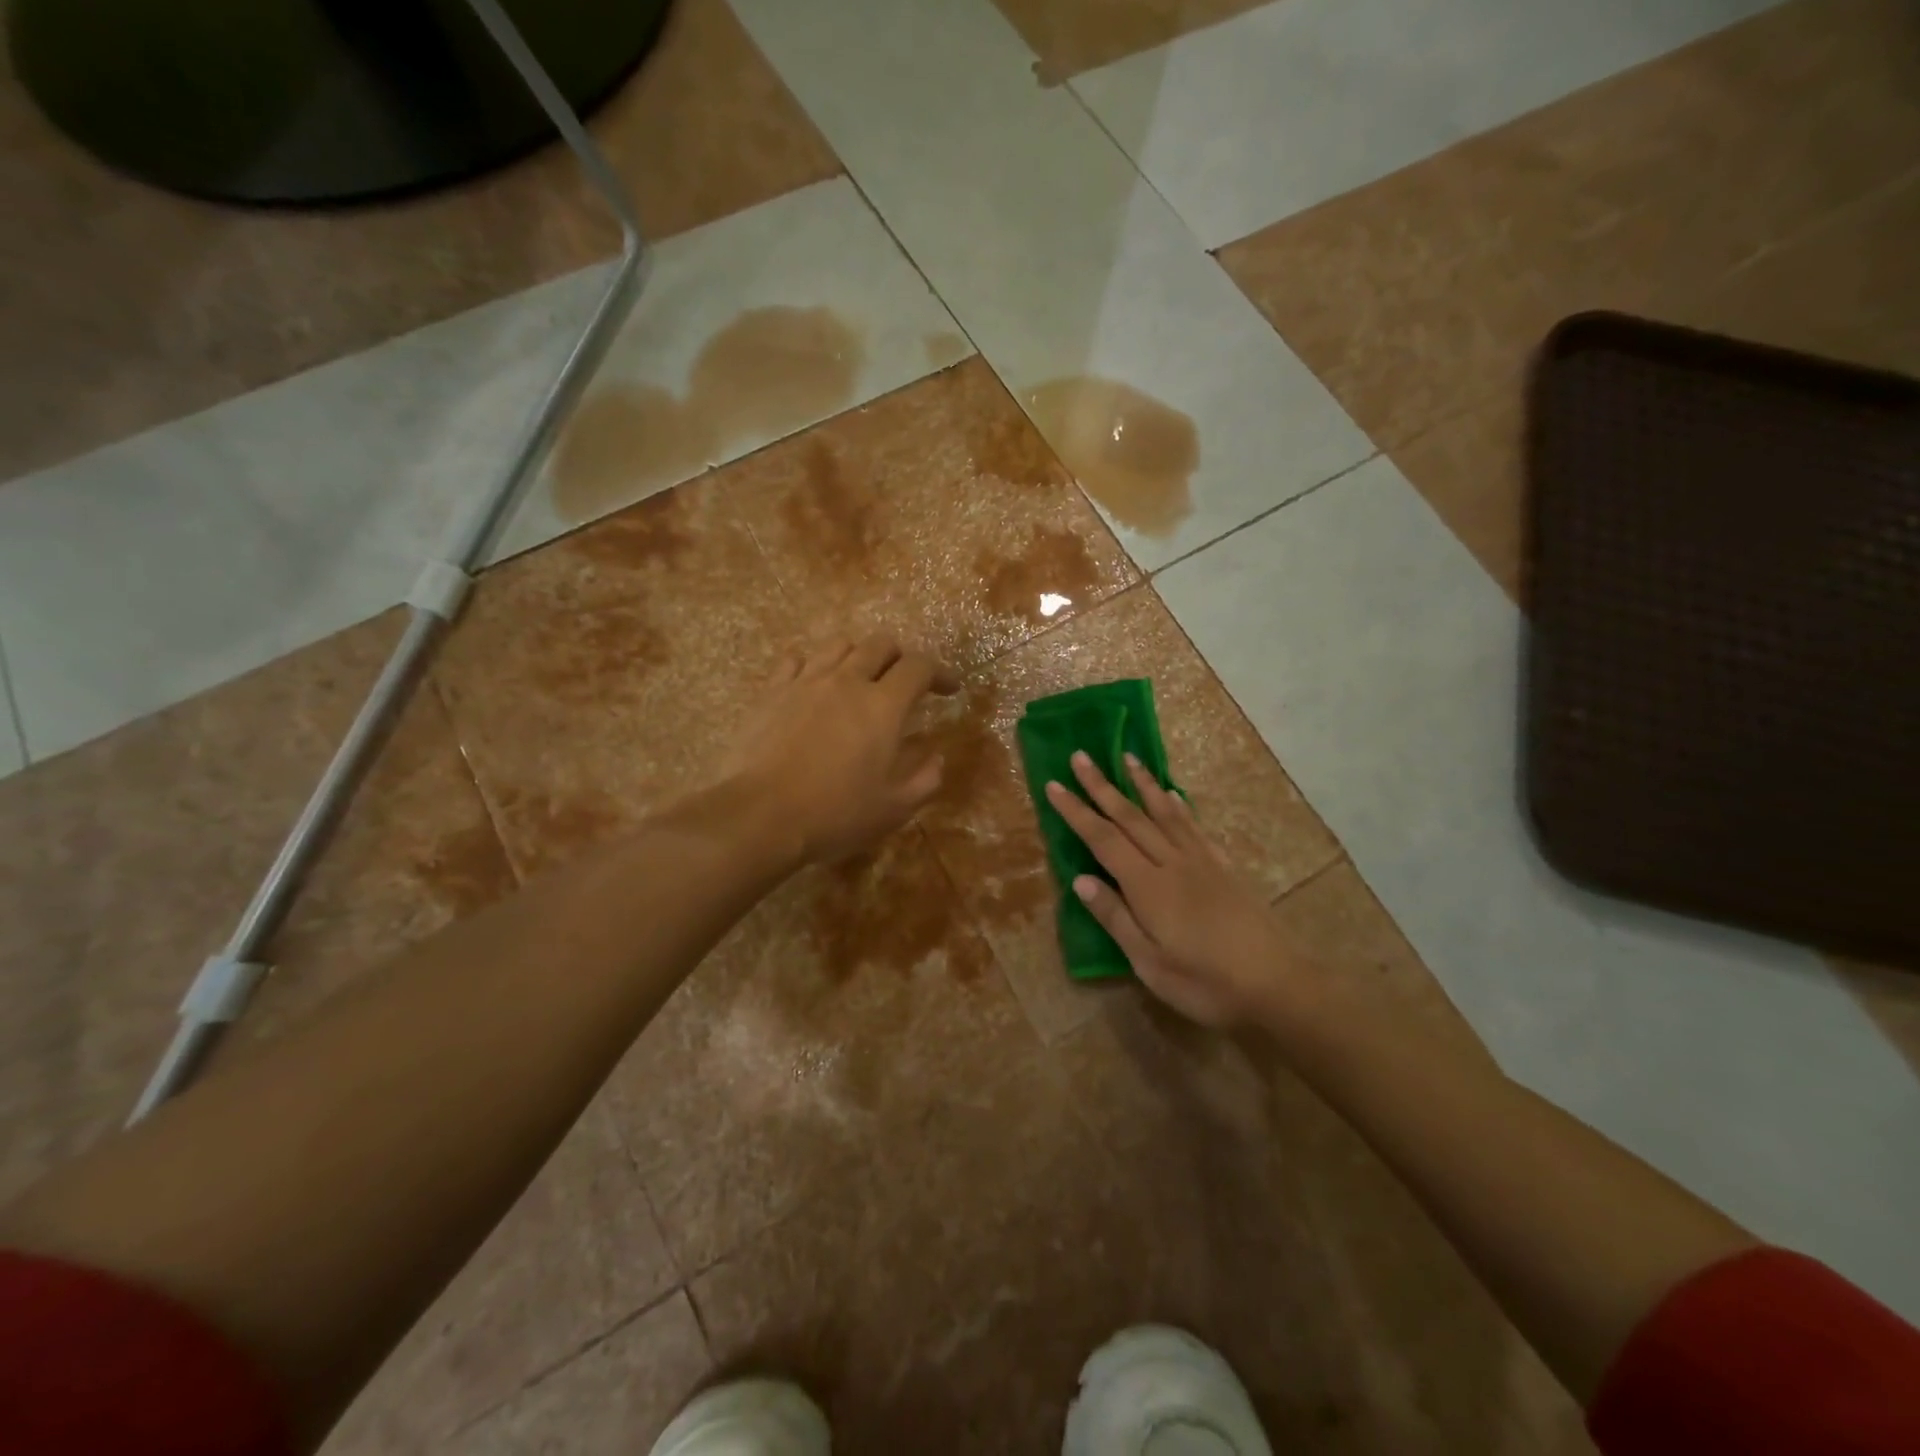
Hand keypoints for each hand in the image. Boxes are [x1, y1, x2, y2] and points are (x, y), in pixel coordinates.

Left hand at [724, 633, 958, 865]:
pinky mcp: (772, 691)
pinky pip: (796, 660)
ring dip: (858, 656)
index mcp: (883, 706)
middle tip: (904, 682)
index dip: (940, 673)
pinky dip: (813, 665)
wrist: (761, 816)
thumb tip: (935, 756)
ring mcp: (806, 682)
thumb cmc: (835, 814)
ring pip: (839, 645)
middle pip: (880, 644)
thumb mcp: (894, 808)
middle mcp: (848, 681)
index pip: (919, 667)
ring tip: (859, 679)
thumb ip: (925, 779)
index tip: (949, 689)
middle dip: (900, 657)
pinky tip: (814, 685)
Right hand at [1045, 753, 1299, 1028]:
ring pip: (1164, 813)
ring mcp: (1201, 861)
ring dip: (1142, 783)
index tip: (1054, 784)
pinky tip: (1172, 795)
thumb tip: (1081, 880)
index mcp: (1147, 886)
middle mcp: (1172, 862)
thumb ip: (1115, 917)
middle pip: (1130, 816)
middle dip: (1101, 786)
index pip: (1103, 839)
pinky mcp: (1223, 867)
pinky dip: (1178, 806)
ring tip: (1126, 757)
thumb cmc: (1205, 982)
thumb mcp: (1149, 963)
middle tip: (1080, 756)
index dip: (1076, 811)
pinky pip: (1194, 827)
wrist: (1276, 984)